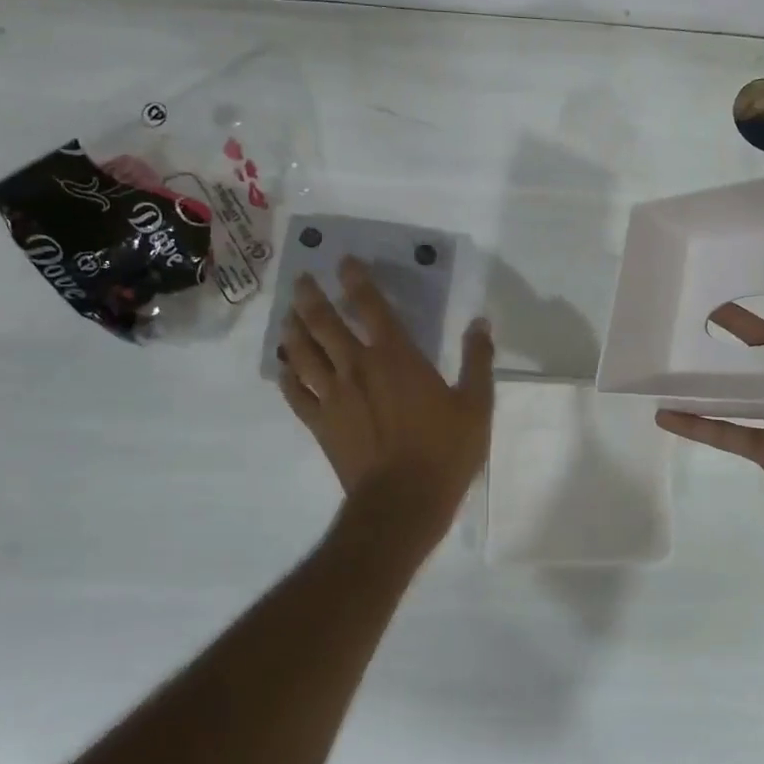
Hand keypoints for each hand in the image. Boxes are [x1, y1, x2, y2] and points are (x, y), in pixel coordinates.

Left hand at [278, 256, 494, 525]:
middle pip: (324, 322)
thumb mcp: (476, 404)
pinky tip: (283, 368)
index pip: (371, 306)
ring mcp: (333, 396)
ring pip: (302, 353)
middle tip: (301, 280)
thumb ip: (478, 360)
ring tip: (288, 317)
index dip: (357, 280)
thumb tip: (480, 323)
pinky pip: (294, 393)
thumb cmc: (444, 451)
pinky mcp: (320, 424)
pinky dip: (286, 377)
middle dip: (310, 297)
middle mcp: (357, 367)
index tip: (344, 261)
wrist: (403, 502)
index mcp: (396, 356)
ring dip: (293, 330)